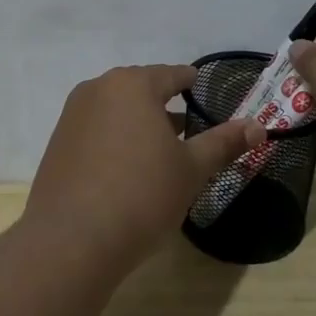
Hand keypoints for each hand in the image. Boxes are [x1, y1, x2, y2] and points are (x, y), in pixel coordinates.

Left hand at [26, 65, 266, 258]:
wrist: (71, 241)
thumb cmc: (141, 195)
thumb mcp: (191, 170)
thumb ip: (224, 143)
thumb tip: (258, 126)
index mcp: (132, 84)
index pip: (172, 74)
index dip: (193, 85)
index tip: (206, 96)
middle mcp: (97, 89)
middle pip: (141, 90)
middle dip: (166, 108)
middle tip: (190, 131)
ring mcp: (72, 116)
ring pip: (116, 111)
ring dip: (139, 125)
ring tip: (162, 153)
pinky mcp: (57, 145)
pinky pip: (96, 131)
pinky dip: (115, 141)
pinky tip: (128, 171)